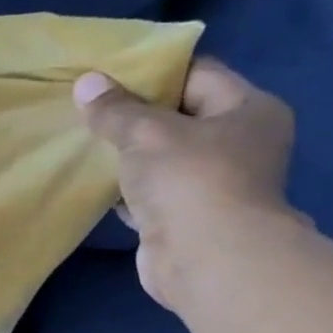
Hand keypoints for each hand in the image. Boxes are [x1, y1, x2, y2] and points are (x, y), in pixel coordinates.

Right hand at [74, 59, 300, 311]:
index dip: (153, 72)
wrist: (206, 260)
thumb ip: (115, 109)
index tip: (108, 75)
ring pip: (163, 158)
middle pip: (179, 117)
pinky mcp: (187, 218)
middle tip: (90, 109)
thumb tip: (86, 82)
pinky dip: (127, 189)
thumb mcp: (146, 133)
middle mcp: (239, 143)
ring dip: (129, 156)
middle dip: (135, 116)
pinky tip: (96, 184)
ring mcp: (215, 184)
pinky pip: (152, 193)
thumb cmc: (189, 181)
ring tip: (86, 143)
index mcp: (247, 109)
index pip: (198, 74)